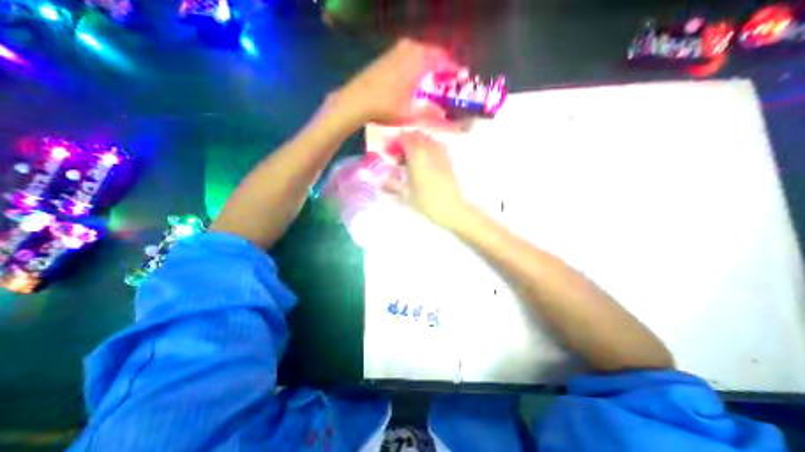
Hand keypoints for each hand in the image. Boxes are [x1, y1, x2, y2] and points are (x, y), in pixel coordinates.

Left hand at [326, 38, 451, 130]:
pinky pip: (408, 54)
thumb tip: (443, 114)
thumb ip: (429, 112)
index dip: (453, 69)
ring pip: (420, 52)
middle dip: (441, 65)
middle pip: (432, 53)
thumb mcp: (410, 114)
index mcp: (419, 61)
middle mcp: (410, 50)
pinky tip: (414, 76)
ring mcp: (396, 50)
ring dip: (428, 63)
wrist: (357, 100)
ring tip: (432, 78)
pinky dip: (416, 63)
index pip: (443, 60)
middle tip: (446, 79)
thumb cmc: (386, 107)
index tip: (460, 77)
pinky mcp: (387, 56)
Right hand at [386, 130, 471, 228]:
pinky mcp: (449, 160)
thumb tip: (382, 182)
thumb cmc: (426, 202)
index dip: (396, 141)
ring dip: (418, 143)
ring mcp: (441, 154)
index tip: (390, 151)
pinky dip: (431, 147)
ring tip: (413, 156)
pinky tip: (427, 158)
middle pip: (417, 137)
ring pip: (428, 140)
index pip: (405, 139)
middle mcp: (429, 151)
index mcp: (417, 157)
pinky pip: (439, 146)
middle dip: (406, 141)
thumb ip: (392, 186)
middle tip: (400, 155)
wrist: (451, 208)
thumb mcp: (406, 195)